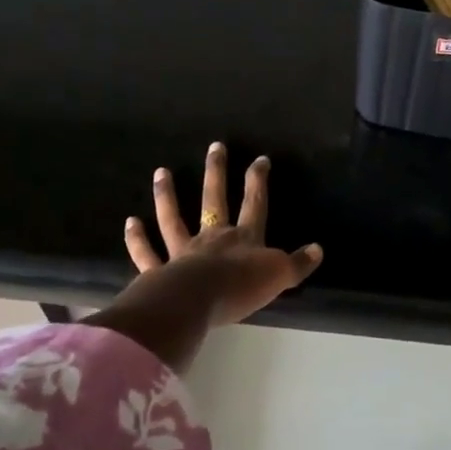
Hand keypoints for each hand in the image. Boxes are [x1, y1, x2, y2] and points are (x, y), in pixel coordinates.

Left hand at [122, 142, 322, 327]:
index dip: (258, 181)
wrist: (196, 303)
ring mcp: (182, 252)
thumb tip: (318, 249)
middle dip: (216, 172)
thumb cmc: (241, 288)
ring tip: (161, 172)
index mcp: (243, 238)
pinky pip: (146, 253)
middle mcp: (212, 238)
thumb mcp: (279, 276)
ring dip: (167, 195)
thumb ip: (298, 263)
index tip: (260, 158)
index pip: (254, 203)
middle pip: (214, 199)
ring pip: (173, 218)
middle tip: (214, 146)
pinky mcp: (158, 271)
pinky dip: (137, 239)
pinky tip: (131, 222)